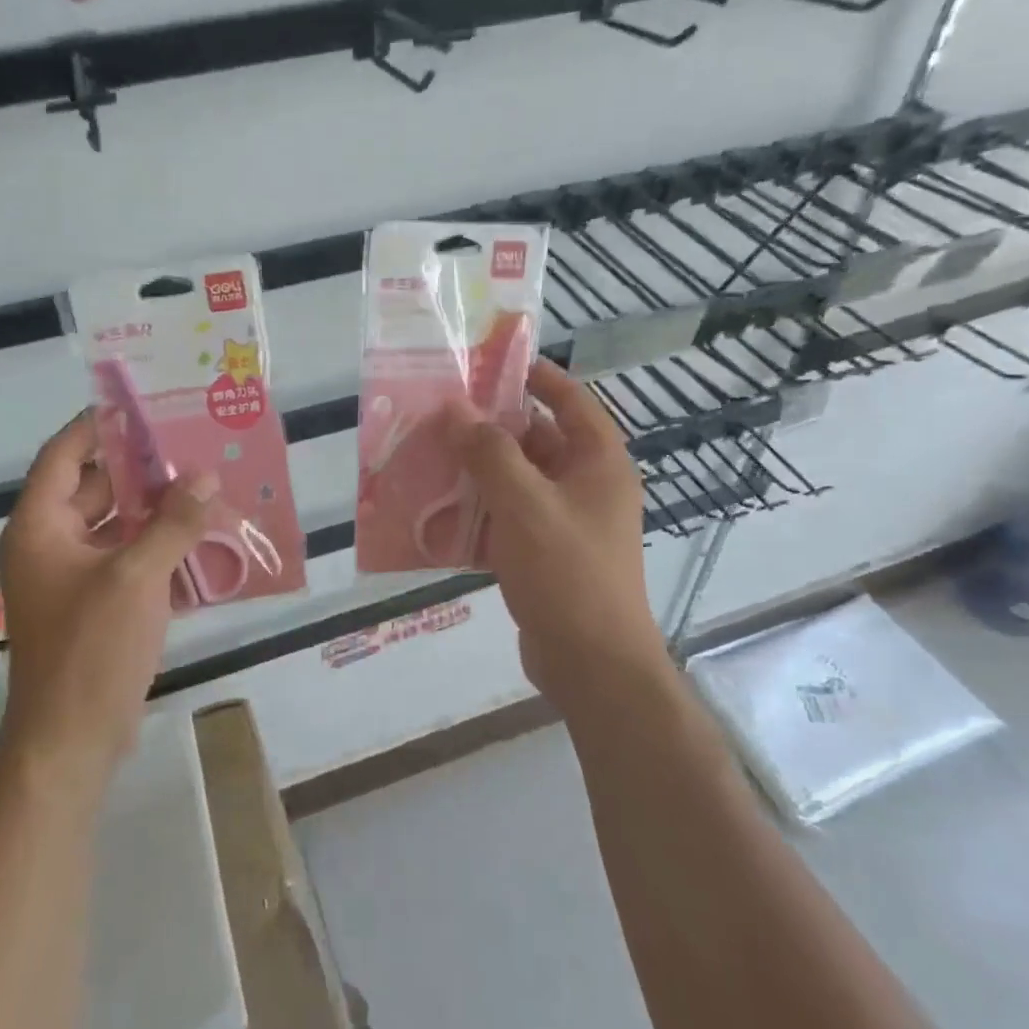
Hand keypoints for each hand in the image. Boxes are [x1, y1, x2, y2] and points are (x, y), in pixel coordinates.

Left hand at [0, 411, 216, 790]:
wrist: (72, 739)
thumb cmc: (91, 648)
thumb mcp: (136, 577)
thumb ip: (173, 523)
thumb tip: (205, 478)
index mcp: (40, 526)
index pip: (64, 455)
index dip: (98, 426)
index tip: (144, 408)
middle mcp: (50, 544)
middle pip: (95, 487)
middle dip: (142, 469)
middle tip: (191, 447)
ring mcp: (72, 577)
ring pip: (116, 526)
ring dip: (156, 510)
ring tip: (205, 487)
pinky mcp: (96, 604)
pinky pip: (128, 559)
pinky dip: (158, 547)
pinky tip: (201, 539)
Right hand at [447, 359, 672, 713]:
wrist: (592, 664)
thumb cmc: (567, 572)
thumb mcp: (524, 503)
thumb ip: (489, 452)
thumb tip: (456, 408)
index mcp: (599, 463)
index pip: (571, 401)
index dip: (537, 377)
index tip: (492, 364)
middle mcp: (588, 487)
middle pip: (538, 442)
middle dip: (491, 428)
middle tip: (442, 415)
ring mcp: (567, 525)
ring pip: (518, 483)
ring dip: (478, 473)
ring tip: (430, 458)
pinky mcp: (547, 558)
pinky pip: (509, 522)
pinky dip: (479, 515)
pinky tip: (438, 515)